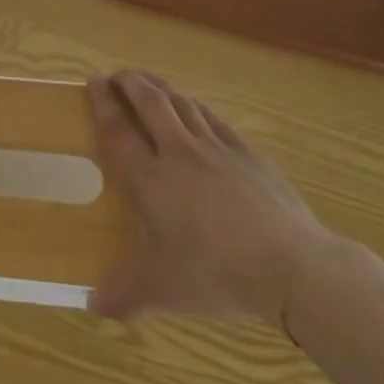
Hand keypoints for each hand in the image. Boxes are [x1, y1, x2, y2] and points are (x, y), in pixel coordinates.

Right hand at [87, 71, 334, 331]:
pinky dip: (197, 107)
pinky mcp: (248, 155)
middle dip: (131, 83)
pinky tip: (196, 108)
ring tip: (150, 83)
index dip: (103, 104)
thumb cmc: (216, 273)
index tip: (92, 82)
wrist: (291, 266)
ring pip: (184, 105)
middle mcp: (180, 153)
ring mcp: (218, 150)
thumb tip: (91, 307)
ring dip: (162, 88)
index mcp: (152, 180)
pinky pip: (215, 119)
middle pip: (151, 103)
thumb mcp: (162, 291)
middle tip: (118, 76)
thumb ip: (124, 295)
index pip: (119, 131)